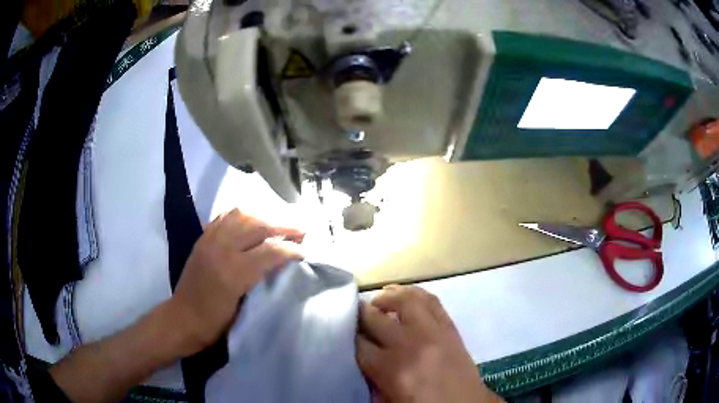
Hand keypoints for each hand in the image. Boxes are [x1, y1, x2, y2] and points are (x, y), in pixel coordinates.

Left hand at [168, 208, 303, 355]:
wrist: (182, 319)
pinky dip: (242, 215)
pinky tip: (252, 220)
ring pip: (241, 214)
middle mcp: (221, 249)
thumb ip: (261, 282)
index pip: (270, 251)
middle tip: (301, 229)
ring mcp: (209, 240)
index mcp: (233, 273)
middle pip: (258, 226)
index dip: (292, 248)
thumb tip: (282, 265)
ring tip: (278, 223)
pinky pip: (224, 216)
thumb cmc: (215, 323)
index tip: (305, 250)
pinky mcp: (202, 238)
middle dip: (283, 225)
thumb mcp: (243, 309)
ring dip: (264, 216)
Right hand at [356, 285, 501, 402]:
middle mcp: (410, 344)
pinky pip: (431, 300)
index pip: (360, 344)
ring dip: (387, 297)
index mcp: (391, 369)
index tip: (346, 334)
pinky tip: (404, 294)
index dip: (350, 337)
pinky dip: (414, 293)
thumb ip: (370, 377)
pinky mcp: (450, 326)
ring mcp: (433, 332)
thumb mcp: (387, 400)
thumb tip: (360, 354)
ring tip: (379, 301)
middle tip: (355, 314)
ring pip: (405, 300)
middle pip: (376, 318)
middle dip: (361, 314)